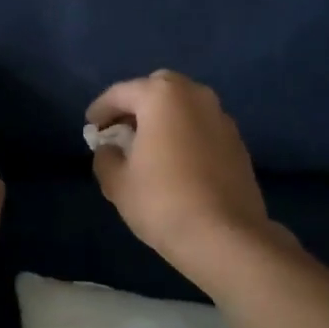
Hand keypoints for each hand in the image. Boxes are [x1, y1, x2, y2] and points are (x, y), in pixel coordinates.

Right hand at [87, 71, 272, 279]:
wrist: (225, 237)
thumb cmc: (162, 202)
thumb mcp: (117, 182)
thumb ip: (106, 157)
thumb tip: (110, 149)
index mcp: (162, 96)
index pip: (122, 93)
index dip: (101, 109)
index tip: (90, 127)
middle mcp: (196, 96)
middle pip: (158, 90)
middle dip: (137, 105)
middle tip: (121, 131)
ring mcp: (222, 118)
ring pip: (184, 107)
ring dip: (163, 119)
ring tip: (147, 147)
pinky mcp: (238, 143)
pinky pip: (201, 127)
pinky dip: (184, 135)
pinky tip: (175, 162)